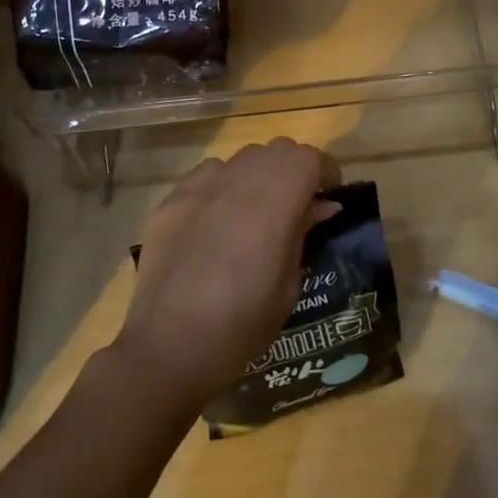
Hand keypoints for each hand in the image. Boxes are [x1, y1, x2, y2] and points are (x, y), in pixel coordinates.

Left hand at [115, 138, 340, 410]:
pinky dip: (223, 184)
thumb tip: (321, 205)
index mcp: (273, 205)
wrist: (169, 347)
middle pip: (276, 150)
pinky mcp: (170, 201)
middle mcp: (236, 184)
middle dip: (294, 169)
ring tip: (257, 210)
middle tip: (298, 204)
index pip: (308, 158)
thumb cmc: (241, 326)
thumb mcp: (288, 285)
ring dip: (259, 174)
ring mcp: (198, 189)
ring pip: (241, 158)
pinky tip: (218, 218)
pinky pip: (207, 175)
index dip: (325, 171)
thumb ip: (303, 234)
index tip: (329, 196)